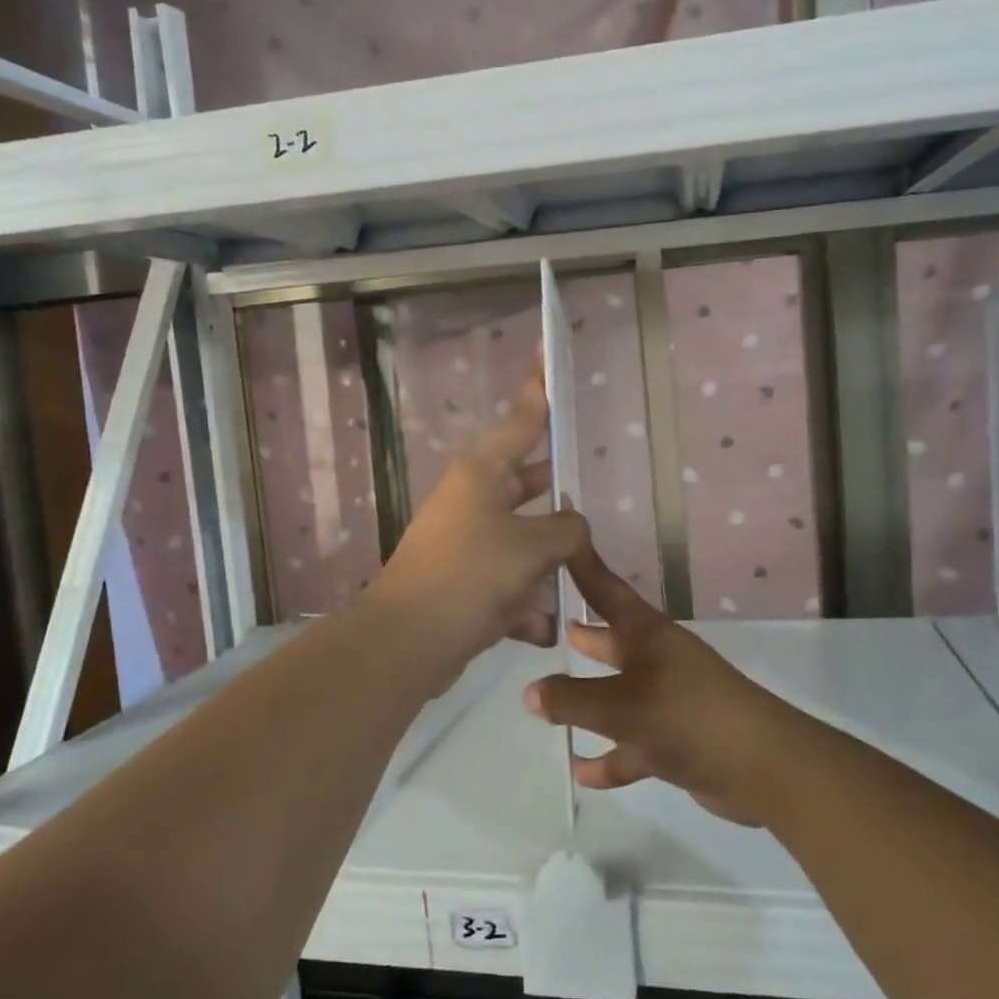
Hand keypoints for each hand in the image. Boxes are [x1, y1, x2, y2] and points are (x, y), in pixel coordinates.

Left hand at [365, 365, 587, 690]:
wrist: (407, 645)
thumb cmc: (469, 576)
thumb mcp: (531, 546)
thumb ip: (567, 529)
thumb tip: (572, 528)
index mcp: (482, 473)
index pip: (521, 419)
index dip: (538, 387)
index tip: (547, 354)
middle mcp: (473, 499)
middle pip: (528, 483)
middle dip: (558, 497)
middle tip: (591, 494)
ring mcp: (468, 541)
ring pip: (525, 538)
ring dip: (549, 563)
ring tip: (577, 580)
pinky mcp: (466, 581)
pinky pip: (511, 581)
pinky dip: (526, 602)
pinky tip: (541, 627)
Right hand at [522, 541, 805, 826]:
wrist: (762, 767)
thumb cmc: (688, 716)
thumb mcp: (622, 706)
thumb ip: (573, 700)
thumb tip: (529, 693)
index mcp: (648, 635)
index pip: (607, 591)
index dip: (584, 567)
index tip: (563, 539)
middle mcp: (657, 659)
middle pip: (612, 641)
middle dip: (585, 635)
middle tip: (552, 624)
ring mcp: (669, 699)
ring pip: (619, 694)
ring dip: (589, 701)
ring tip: (548, 704)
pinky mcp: (677, 738)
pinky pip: (633, 742)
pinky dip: (611, 756)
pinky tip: (584, 772)